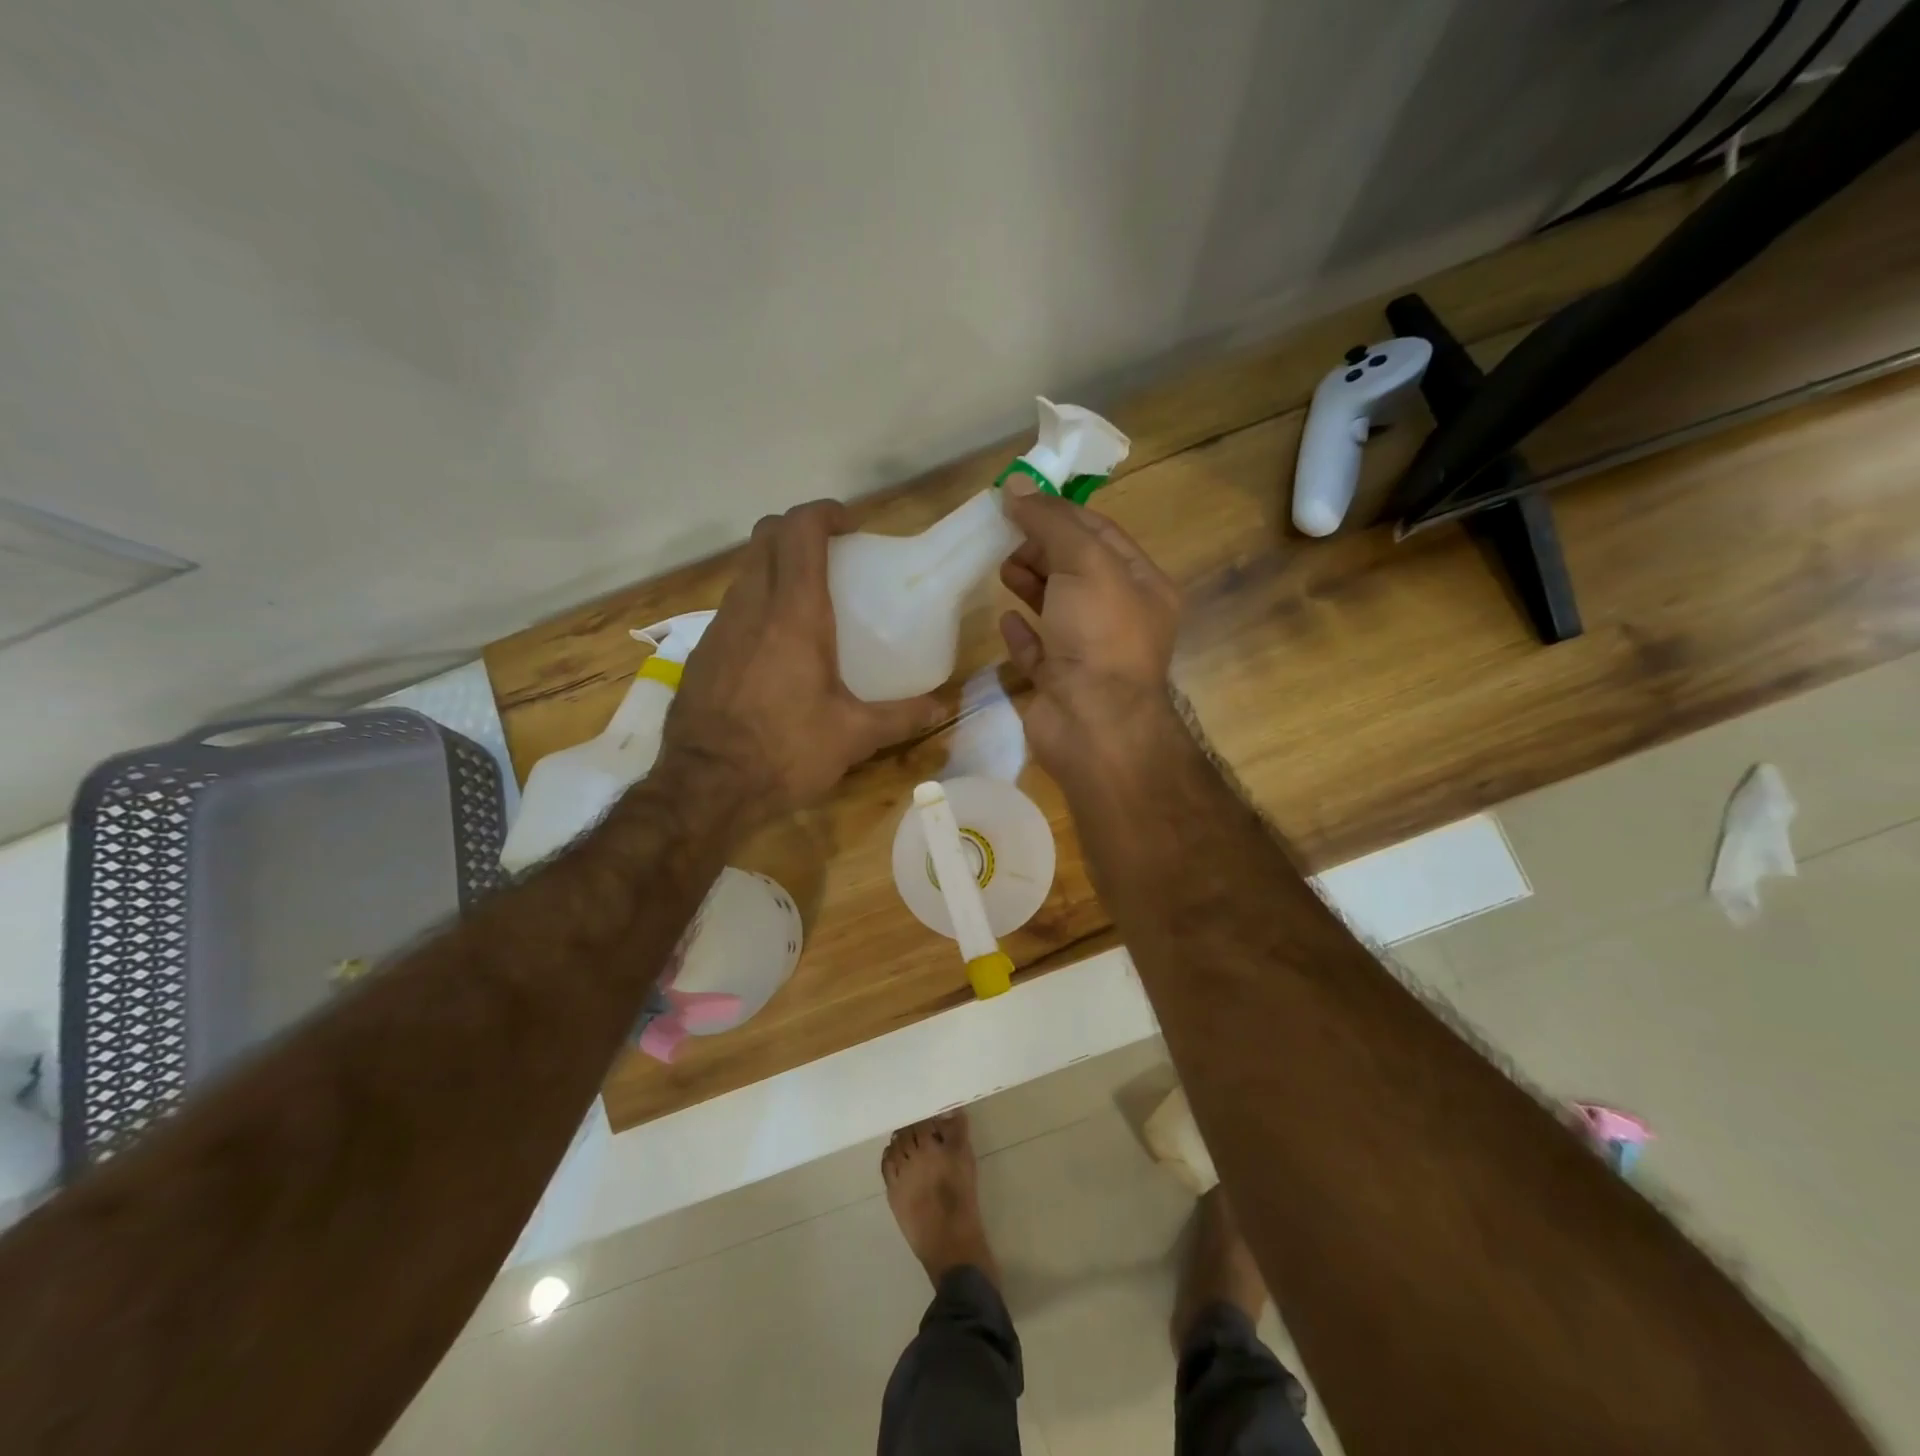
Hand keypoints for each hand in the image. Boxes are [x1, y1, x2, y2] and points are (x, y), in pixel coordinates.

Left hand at [659, 500, 943, 829]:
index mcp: (794, 614)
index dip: (824, 512)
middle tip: (832, 556)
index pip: (800, 531)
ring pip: (745, 571)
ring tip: (807, 600)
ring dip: (775, 566)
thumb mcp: (853, 736)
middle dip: (797, 530)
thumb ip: (902, 717)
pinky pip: (732, 608)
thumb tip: (942, 708)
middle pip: (765, 537)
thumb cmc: (785, 752)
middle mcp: (751, 607)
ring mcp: (719, 628)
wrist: (705, 788)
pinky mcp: (701, 653)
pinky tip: (774, 647)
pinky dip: (756, 604)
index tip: (850, 525)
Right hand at [997, 477, 1181, 782]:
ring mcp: (1088, 654)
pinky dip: (1022, 634)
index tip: (1019, 501)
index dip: (1061, 514)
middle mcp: (1119, 618)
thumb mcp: (1084, 563)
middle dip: (1042, 550)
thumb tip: (1015, 486)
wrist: (1093, 725)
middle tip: (1006, 540)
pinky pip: (1039, 652)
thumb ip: (1051, 523)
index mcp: (1141, 585)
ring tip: (1001, 570)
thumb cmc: (1099, 635)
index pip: (1101, 534)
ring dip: (1030, 585)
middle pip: (1076, 570)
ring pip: (1057, 609)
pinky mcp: (1060, 684)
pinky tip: (1005, 621)